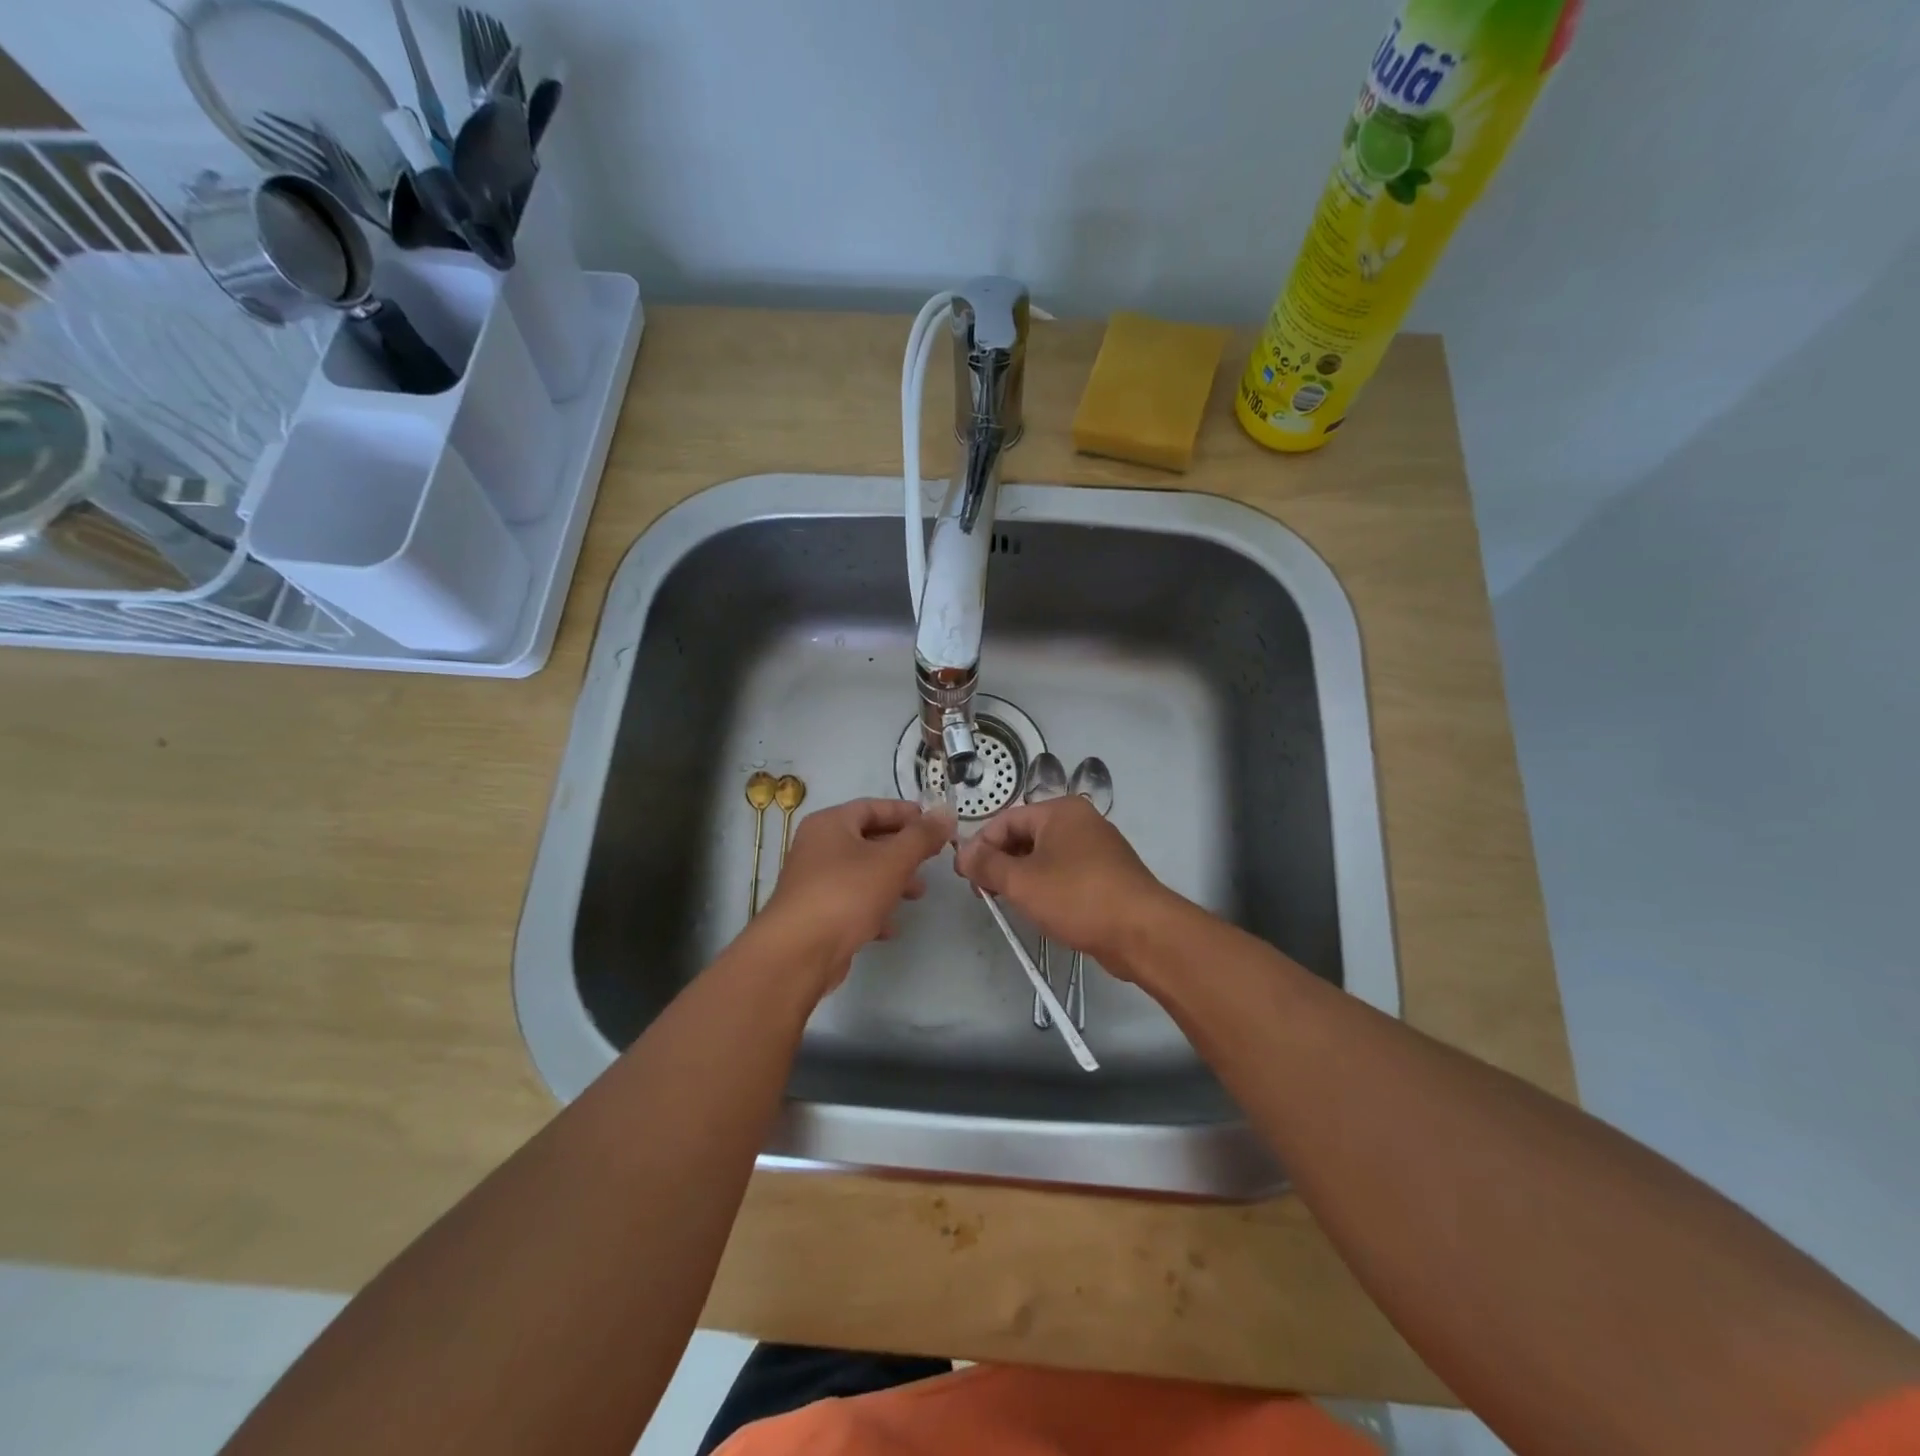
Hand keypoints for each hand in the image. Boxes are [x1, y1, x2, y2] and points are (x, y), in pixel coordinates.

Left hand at [756, 797, 955, 991]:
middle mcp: (818, 847)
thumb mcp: (892, 861)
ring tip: (919, 894)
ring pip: (862, 873)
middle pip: (868, 840)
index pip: (872, 807)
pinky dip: (874, 909)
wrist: (799, 953)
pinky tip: (892, 926)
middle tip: (931, 859)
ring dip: (892, 881)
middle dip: (902, 850)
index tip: (934, 823)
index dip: (905, 813)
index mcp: (830, 824)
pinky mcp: (816, 914)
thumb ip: (922, 836)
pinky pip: (851, 902)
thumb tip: (945, 813)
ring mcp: (814, 882)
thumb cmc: (846, 894)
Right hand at [953, 797, 1176, 971]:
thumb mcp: (1022, 881)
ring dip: (1021, 876)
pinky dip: (1045, 886)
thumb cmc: (1077, 897)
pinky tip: (1039, 909)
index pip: (1006, 820)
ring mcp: (1097, 848)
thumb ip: (986, 865)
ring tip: (1007, 903)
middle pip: (1025, 836)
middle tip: (983, 893)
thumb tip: (961, 853)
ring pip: (1045, 856)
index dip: (980, 846)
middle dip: (1000, 862)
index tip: (965, 876)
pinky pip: (1064, 872)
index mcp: (1060, 811)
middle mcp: (1080, 821)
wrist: (1142, 932)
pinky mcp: (1107, 875)